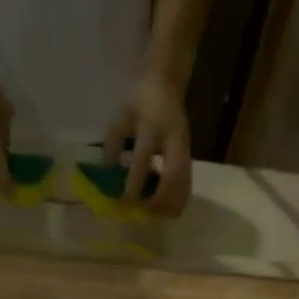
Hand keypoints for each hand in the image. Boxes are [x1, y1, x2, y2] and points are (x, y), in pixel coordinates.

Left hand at [103, 68, 192, 216]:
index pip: (143, 160)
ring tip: (152, 216)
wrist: (166, 82)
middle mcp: (174, 140)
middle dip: (157, 202)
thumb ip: (113, 147)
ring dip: (169, 205)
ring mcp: (186, 150)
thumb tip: (107, 181)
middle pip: (172, 179)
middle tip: (141, 214)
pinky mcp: (190, 158)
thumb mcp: (120, 118)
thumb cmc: (139, 99)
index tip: (122, 203)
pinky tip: (163, 209)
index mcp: (153, 126)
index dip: (133, 184)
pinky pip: (186, 186)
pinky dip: (176, 202)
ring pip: (184, 186)